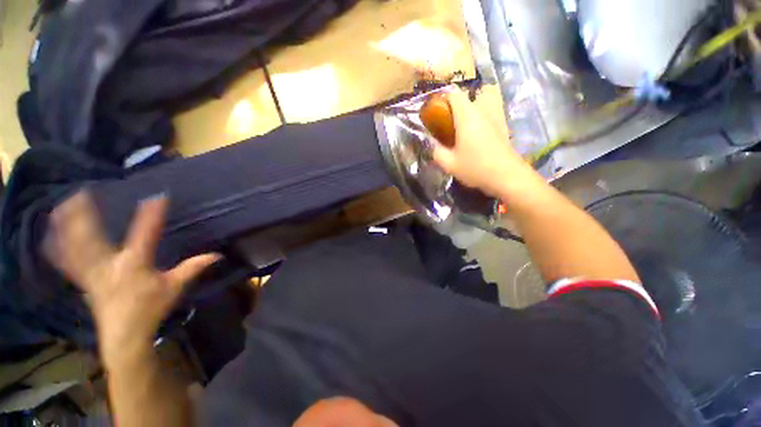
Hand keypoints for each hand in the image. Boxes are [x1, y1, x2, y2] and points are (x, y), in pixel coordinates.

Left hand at [46, 191, 218, 359]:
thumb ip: (193, 268)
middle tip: (79, 192)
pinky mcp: (83, 281)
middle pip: (92, 237)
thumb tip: (217, 254)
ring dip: (66, 227)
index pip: (145, 234)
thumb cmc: (150, 309)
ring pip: (74, 247)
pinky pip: (66, 262)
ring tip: (59, 207)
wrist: (124, 336)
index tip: (158, 197)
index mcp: (135, 265)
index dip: (152, 215)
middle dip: (84, 215)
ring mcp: (91, 273)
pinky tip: (49, 237)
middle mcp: (108, 265)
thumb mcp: (174, 288)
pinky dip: (57, 248)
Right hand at [430, 90, 531, 196]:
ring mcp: (496, 116)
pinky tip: (480, 127)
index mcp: (467, 116)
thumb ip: (437, 152)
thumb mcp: (449, 164)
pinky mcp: (504, 125)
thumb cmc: (475, 168)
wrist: (506, 176)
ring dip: (477, 101)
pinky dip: (486, 111)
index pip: (454, 94)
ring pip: (488, 96)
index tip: (436, 111)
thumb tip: (432, 144)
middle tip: (451, 118)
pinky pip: (494, 108)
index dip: (442, 99)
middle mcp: (482, 110)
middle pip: (471, 93)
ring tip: (467, 118)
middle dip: (460, 101)